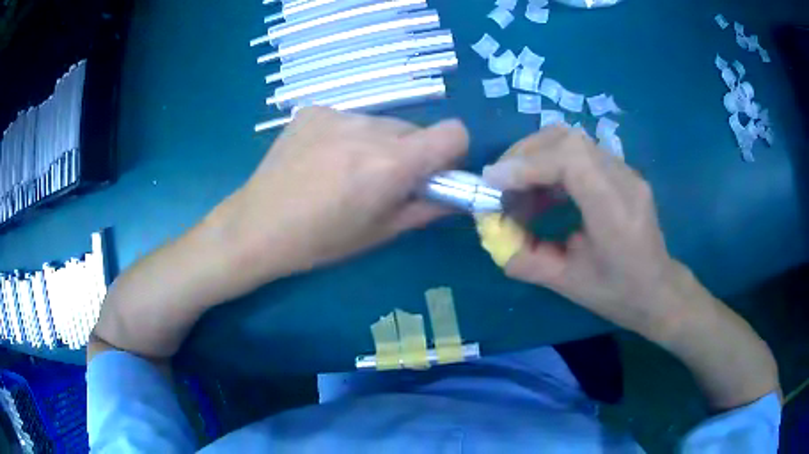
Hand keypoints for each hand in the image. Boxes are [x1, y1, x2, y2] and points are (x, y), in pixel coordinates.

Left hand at [219, 107, 468, 277]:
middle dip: (410, 154)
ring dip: (378, 145)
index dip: (452, 153)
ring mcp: (338, 114)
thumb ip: (427, 209)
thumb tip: (457, 197)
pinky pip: (349, 119)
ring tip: (344, 172)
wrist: (256, 226)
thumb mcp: (380, 233)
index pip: (454, 132)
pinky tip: (321, 160)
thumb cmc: (320, 241)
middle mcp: (369, 128)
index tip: (433, 174)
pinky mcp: (313, 110)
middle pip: (415, 129)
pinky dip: (347, 137)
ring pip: (381, 124)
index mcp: (391, 163)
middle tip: (381, 182)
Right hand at [482, 126, 681, 335]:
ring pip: (572, 140)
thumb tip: (492, 233)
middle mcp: (624, 180)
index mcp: (615, 212)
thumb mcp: (568, 284)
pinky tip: (544, 191)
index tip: (493, 181)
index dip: (527, 163)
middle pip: (568, 139)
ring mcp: (626, 170)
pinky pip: (580, 152)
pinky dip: (552, 163)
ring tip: (518, 189)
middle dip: (524, 154)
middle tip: (500, 183)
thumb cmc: (618, 294)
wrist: (658, 290)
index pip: (571, 159)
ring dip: (536, 156)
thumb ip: (526, 259)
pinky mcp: (621, 171)